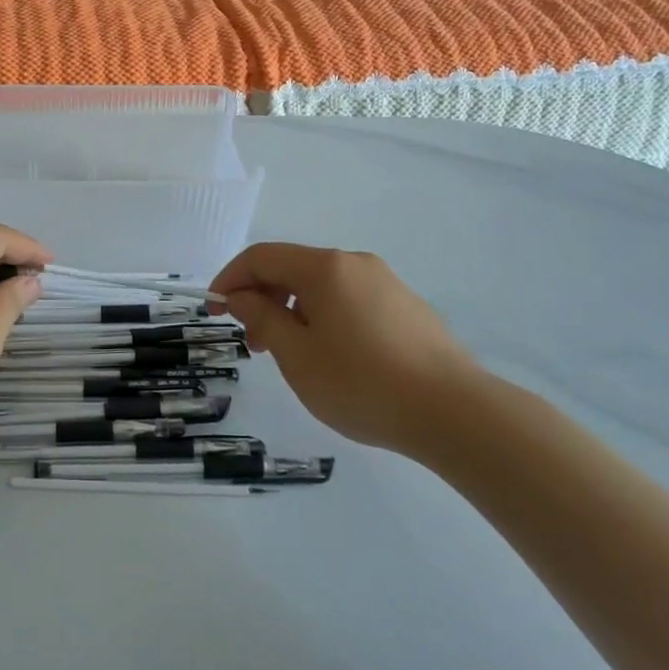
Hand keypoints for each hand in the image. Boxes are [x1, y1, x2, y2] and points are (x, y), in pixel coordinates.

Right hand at [210, 243, 485, 456]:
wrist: (455, 412)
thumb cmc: (362, 383)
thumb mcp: (297, 356)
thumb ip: (262, 318)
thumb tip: (241, 296)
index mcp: (324, 267)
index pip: (262, 257)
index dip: (230, 279)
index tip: (214, 311)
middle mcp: (355, 263)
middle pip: (293, 269)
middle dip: (262, 299)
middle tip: (252, 345)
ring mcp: (385, 283)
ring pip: (322, 287)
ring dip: (293, 312)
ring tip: (291, 357)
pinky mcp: (406, 307)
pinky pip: (350, 301)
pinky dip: (324, 318)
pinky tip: (333, 358)